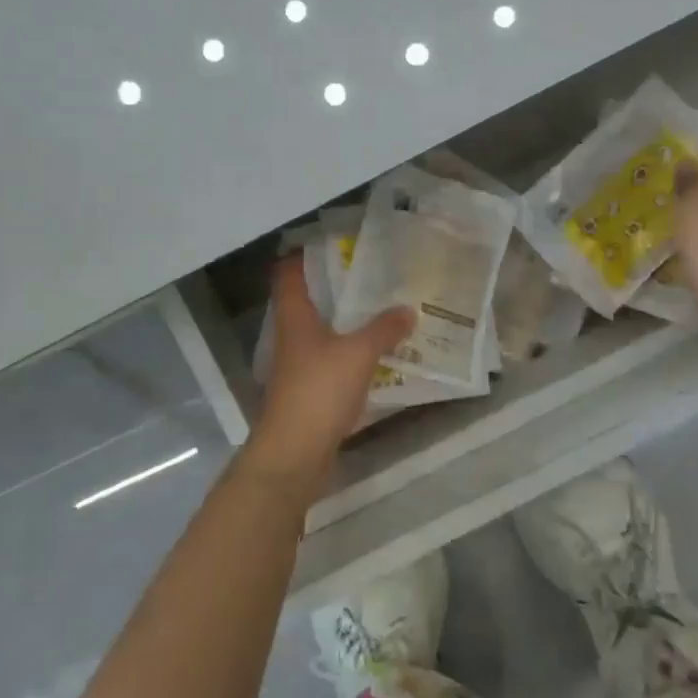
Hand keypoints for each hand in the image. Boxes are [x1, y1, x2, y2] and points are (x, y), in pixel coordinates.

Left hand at [245, 255, 413, 495]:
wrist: (294, 453)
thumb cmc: (319, 391)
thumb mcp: (358, 353)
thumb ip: (384, 329)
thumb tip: (408, 310)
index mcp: (295, 317)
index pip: (289, 273)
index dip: (306, 254)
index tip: (337, 243)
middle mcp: (292, 336)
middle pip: (310, 301)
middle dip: (339, 287)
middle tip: (374, 275)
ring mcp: (300, 366)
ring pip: (324, 332)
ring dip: (349, 322)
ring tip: (384, 309)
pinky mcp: (311, 390)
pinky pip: (334, 361)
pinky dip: (354, 354)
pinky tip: (381, 355)